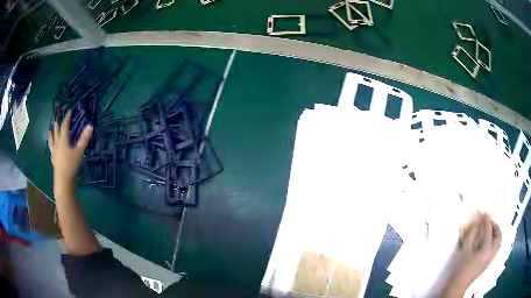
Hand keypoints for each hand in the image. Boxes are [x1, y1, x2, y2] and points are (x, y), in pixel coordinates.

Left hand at [48, 110, 92, 197]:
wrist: (63, 181)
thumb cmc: (71, 165)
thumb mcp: (79, 152)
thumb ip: (84, 139)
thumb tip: (90, 125)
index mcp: (63, 140)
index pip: (65, 126)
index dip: (67, 119)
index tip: (69, 112)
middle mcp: (57, 145)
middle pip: (57, 133)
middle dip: (58, 126)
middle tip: (56, 121)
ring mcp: (55, 153)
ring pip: (52, 142)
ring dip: (51, 136)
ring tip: (49, 132)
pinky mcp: (54, 161)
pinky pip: (52, 152)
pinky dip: (51, 148)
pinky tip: (51, 150)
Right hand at [447, 213, 501, 289]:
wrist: (458, 285)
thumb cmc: (461, 267)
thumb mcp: (464, 249)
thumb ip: (471, 234)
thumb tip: (477, 222)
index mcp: (486, 248)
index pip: (489, 230)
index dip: (486, 220)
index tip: (484, 214)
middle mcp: (492, 252)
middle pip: (498, 235)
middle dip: (495, 226)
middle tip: (489, 222)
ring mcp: (491, 258)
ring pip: (499, 241)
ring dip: (497, 233)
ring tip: (490, 231)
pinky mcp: (489, 262)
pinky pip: (496, 247)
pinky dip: (495, 241)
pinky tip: (489, 241)